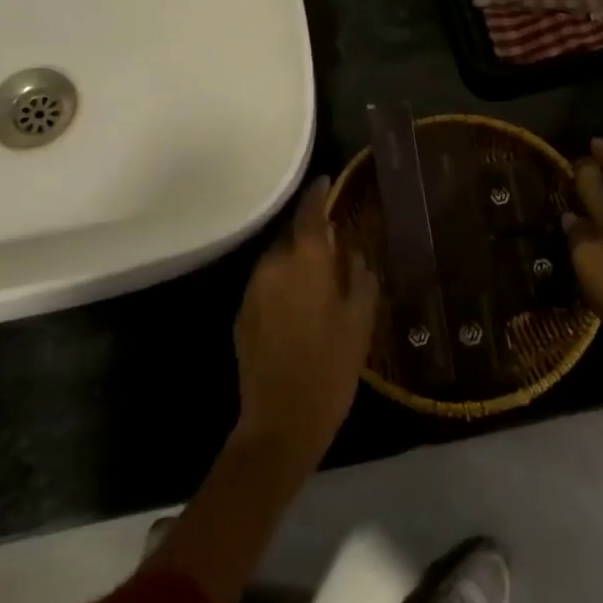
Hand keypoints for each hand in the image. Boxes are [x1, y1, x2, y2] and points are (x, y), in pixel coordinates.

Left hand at [233, 177, 379, 470]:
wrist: (281, 421)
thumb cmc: (331, 368)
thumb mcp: (360, 322)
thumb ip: (360, 278)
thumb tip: (353, 254)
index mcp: (305, 262)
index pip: (310, 213)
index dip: (319, 193)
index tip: (327, 181)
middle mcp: (273, 266)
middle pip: (291, 235)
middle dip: (310, 233)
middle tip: (334, 241)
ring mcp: (253, 290)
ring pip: (276, 260)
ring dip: (296, 259)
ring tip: (319, 274)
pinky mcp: (242, 314)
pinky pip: (266, 284)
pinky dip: (282, 283)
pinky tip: (299, 303)